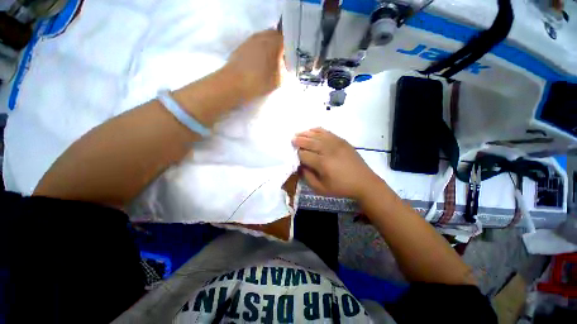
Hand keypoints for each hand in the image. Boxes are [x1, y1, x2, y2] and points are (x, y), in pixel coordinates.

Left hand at [225, 29, 283, 101]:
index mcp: (273, 42)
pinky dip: (259, 50)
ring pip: (264, 39)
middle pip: (275, 35)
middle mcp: (262, 36)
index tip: (290, 57)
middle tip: (282, 59)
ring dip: (268, 47)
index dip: (290, 48)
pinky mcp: (241, 46)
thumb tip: (285, 65)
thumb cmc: (259, 82)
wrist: (234, 84)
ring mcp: (250, 40)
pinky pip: (255, 44)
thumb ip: (285, 70)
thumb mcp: (279, 80)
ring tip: (270, 62)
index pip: (287, 39)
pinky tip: (258, 63)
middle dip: (280, 45)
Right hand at [292, 128, 381, 199]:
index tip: (294, 155)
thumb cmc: (341, 187)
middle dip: (299, 141)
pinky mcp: (342, 141)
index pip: (304, 155)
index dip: (297, 154)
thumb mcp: (321, 189)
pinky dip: (318, 130)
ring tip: (298, 133)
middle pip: (309, 142)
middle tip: (292, 140)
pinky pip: (327, 132)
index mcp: (322, 163)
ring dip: (306, 134)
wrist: (364, 182)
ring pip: (317, 135)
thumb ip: (308, 177)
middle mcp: (328, 150)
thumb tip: (300, 166)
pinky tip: (312, 129)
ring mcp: (336, 143)